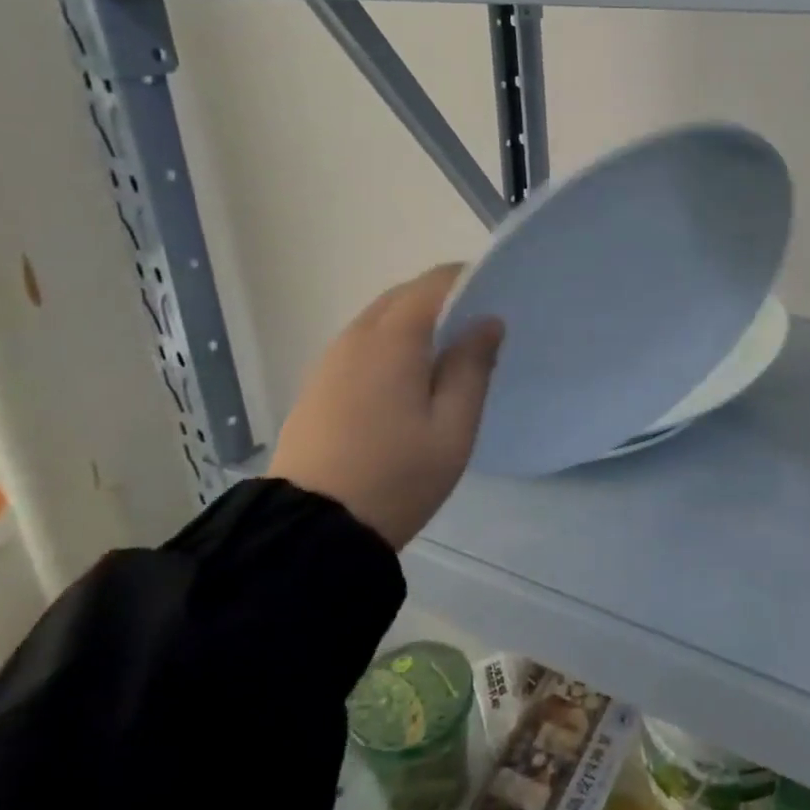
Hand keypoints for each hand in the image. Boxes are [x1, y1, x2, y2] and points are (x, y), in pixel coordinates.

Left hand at [268, 264, 501, 549]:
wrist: (311, 530)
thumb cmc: (397, 476)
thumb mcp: (453, 427)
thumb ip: (472, 366)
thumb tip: (487, 322)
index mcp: (393, 339)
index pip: (434, 283)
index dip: (468, 279)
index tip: (497, 296)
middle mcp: (357, 336)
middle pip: (404, 295)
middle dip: (442, 298)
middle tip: (478, 327)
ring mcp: (331, 359)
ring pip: (380, 318)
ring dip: (415, 320)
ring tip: (447, 352)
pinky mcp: (318, 383)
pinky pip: (362, 343)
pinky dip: (391, 341)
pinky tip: (407, 376)